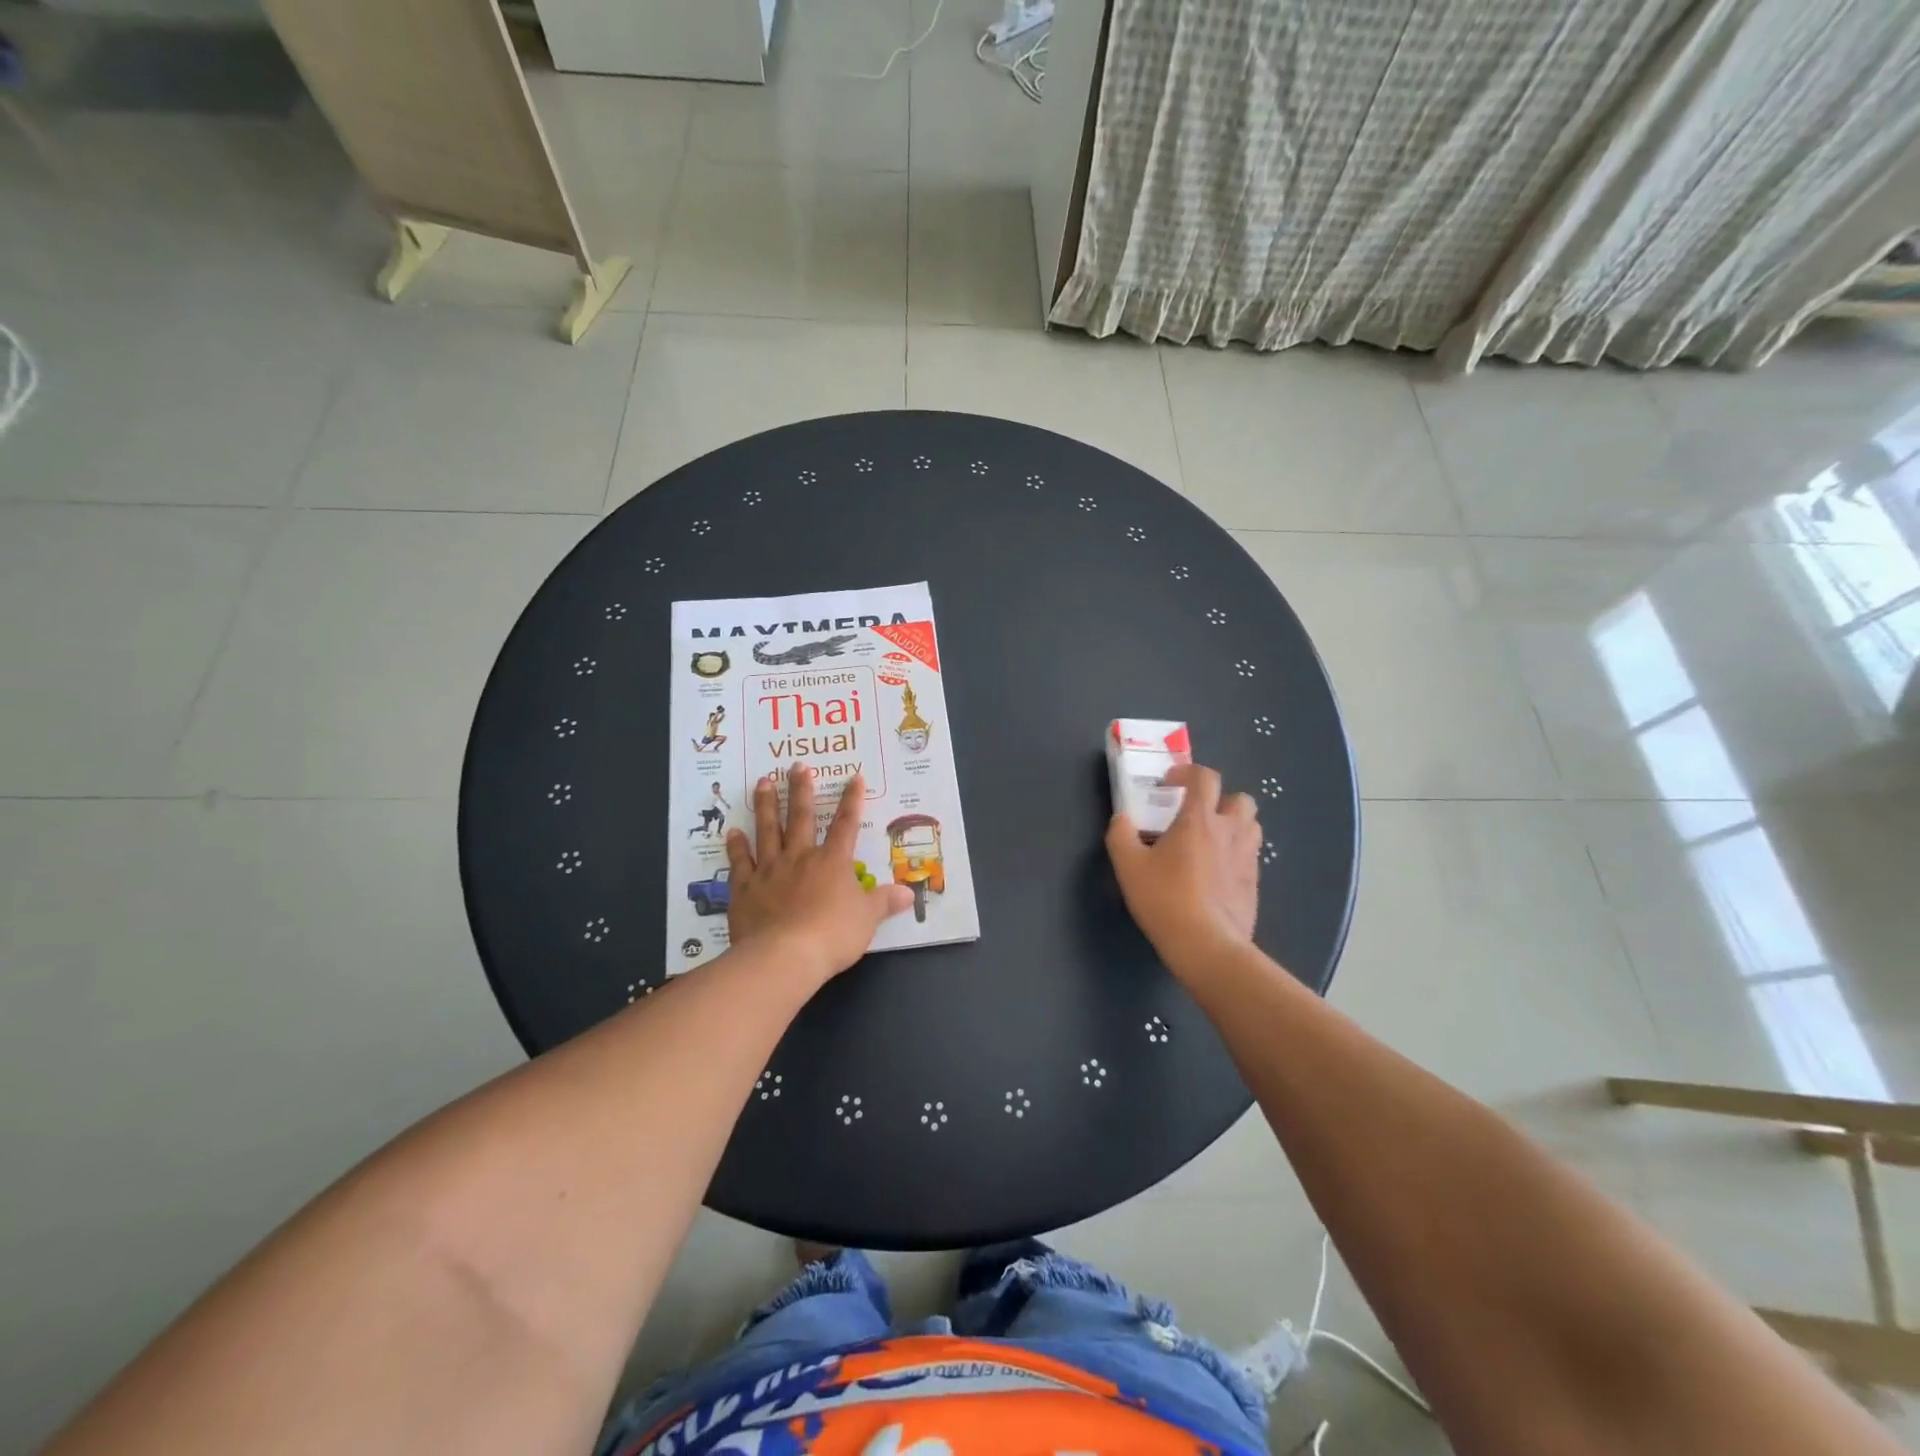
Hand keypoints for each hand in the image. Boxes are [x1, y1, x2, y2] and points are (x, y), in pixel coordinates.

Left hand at [725, 767, 912, 982]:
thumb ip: (884, 902)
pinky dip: (736, 847)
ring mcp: (770, 870)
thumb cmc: (833, 935)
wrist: (785, 956)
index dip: (852, 800)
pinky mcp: (745, 888)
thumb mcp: (867, 919)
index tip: (854, 777)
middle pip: (802, 817)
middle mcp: (800, 857)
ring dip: (766, 805)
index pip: (846, 825)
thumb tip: (909, 893)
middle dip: (801, 790)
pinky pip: (741, 862)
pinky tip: (732, 832)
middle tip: (797, 765)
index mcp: (832, 862)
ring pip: (768, 830)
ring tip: (763, 781)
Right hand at [1106, 762, 1259, 973]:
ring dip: (1233, 825)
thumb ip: (1121, 835)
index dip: (1188, 772)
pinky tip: (1215, 874)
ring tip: (1210, 842)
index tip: (1170, 783)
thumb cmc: (1165, 899)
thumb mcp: (1128, 866)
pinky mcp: (1254, 884)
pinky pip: (1250, 857)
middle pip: (1240, 799)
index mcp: (1200, 819)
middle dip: (1220, 800)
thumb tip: (1122, 818)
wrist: (1207, 945)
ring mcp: (1247, 858)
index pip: (1205, 777)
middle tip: (1197, 815)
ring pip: (1251, 827)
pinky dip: (1235, 855)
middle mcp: (1230, 831)